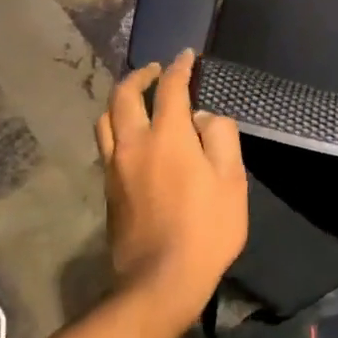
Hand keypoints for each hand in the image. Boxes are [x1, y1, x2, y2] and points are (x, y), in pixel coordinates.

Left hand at [95, 50, 246, 329]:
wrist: (160, 281)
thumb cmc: (206, 229)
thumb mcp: (231, 180)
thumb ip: (220, 138)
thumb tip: (204, 117)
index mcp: (167, 137)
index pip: (170, 89)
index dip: (179, 68)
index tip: (187, 57)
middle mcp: (133, 144)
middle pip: (124, 96)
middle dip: (139, 76)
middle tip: (155, 71)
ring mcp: (114, 167)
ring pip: (105, 120)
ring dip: (120, 100)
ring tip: (137, 99)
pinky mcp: (108, 189)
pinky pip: (106, 144)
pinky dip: (116, 126)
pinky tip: (132, 136)